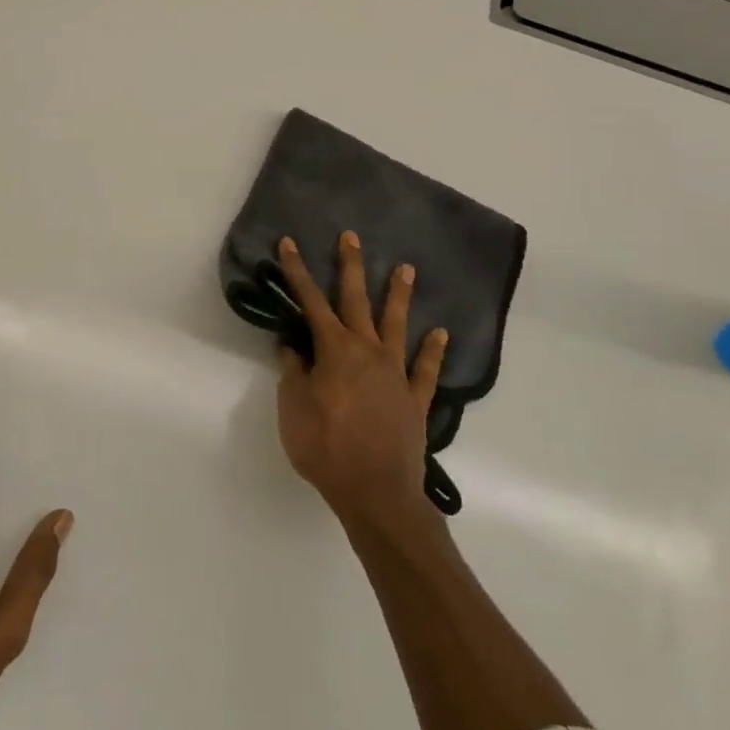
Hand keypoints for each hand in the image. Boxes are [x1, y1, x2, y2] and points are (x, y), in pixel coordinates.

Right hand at [273, 232, 448, 527]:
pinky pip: (425, 369)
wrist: (376, 492)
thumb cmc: (325, 448)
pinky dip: (433, 350)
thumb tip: (292, 347)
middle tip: (352, 237)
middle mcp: (367, 351)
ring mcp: (396, 373)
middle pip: (357, 301)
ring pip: (397, 325)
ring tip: (407, 269)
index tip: (289, 243)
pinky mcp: (415, 399)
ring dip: (399, 296)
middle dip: (351, 267)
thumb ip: (293, 373)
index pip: (310, 302)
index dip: (297, 271)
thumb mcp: (293, 409)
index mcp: (334, 350)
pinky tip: (441, 333)